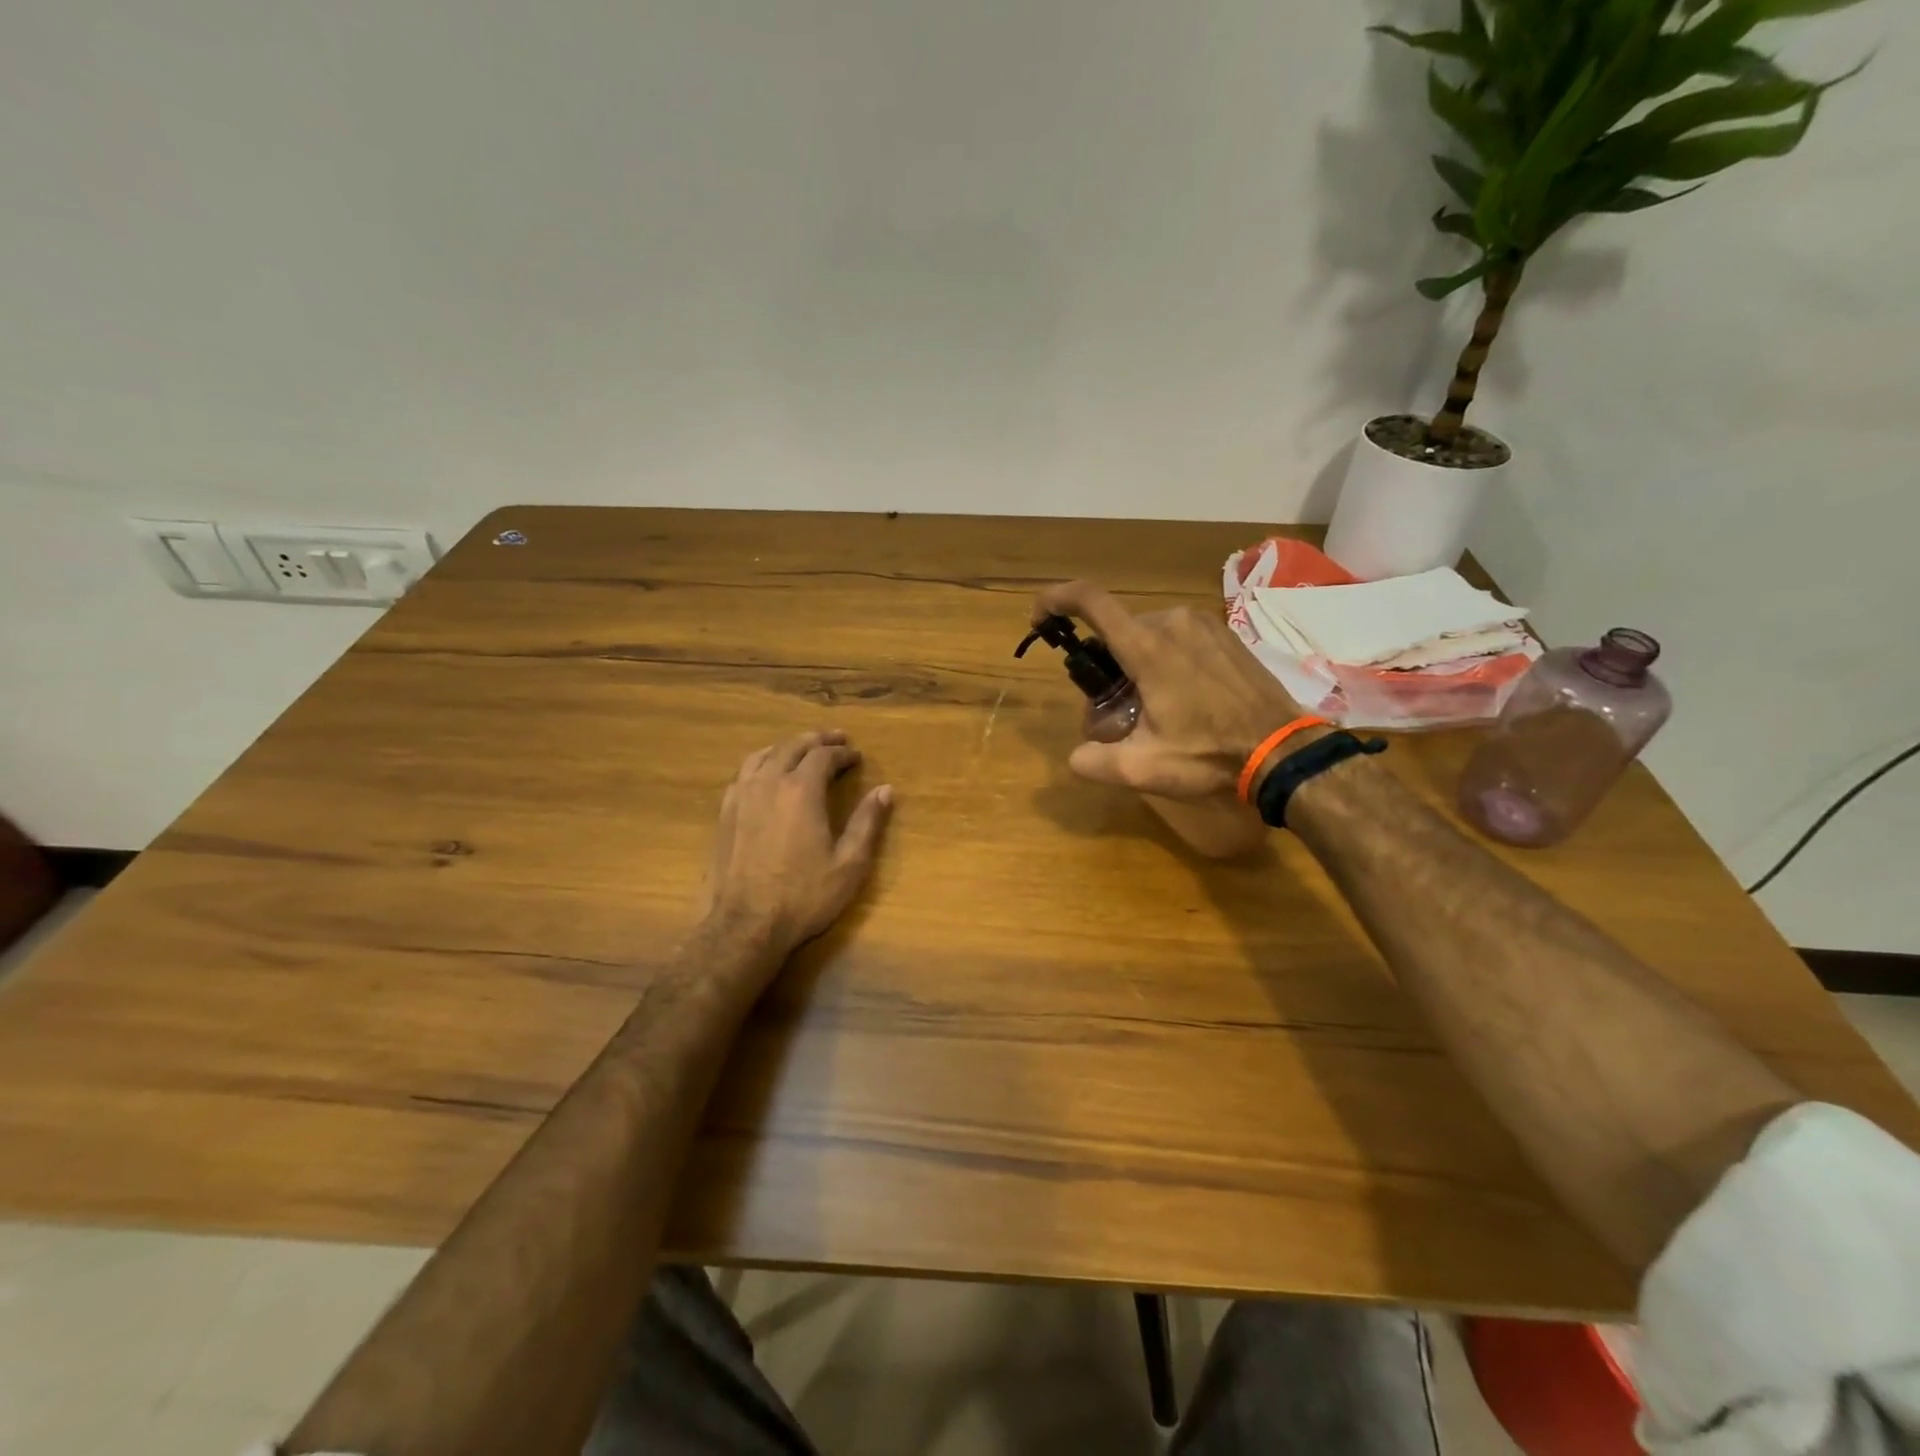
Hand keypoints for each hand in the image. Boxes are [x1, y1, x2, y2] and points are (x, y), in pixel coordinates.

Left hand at [704, 731, 892, 956]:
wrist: (744, 925)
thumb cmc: (803, 896)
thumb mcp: (849, 864)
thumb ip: (867, 823)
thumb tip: (885, 790)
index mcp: (802, 790)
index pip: (824, 756)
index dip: (842, 753)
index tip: (856, 756)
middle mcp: (769, 783)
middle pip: (792, 747)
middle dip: (817, 740)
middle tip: (835, 740)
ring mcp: (742, 796)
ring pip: (764, 755)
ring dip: (786, 747)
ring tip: (801, 749)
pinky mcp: (725, 813)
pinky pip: (743, 773)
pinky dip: (761, 763)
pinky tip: (766, 775)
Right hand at [1032, 581, 1310, 799]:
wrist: (1283, 750)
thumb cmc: (1210, 755)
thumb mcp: (1144, 769)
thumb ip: (1096, 762)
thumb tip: (1076, 757)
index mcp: (1148, 647)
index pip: (1090, 601)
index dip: (1056, 599)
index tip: (1040, 618)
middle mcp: (1172, 622)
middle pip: (1118, 630)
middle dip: (1105, 663)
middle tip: (1113, 708)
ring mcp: (1202, 624)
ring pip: (1147, 634)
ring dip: (1135, 663)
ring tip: (1150, 707)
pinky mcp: (1224, 634)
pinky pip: (1177, 636)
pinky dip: (1164, 658)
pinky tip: (1181, 696)